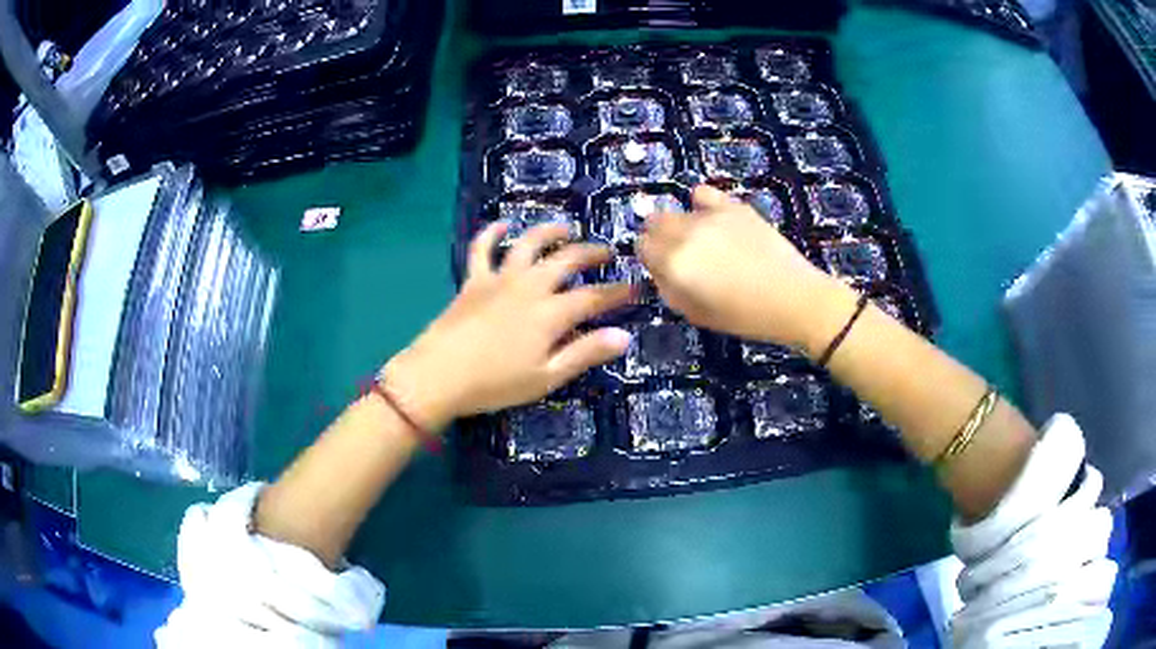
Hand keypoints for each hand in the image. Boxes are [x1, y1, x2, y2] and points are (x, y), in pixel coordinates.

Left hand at [382, 222, 632, 430]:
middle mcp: (530, 286)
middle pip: (567, 259)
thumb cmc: (495, 383)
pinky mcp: (473, 280)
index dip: (618, 291)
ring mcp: (499, 278)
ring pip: (529, 243)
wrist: (439, 375)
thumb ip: (585, 353)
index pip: (594, 296)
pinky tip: (503, 224)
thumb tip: (624, 337)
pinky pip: (482, 248)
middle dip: (592, 253)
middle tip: (608, 253)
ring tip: (566, 228)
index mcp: (551, 313)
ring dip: (550, 231)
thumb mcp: (546, 377)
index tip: (636, 286)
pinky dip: (492, 233)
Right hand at [638, 185, 856, 354]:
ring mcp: (710, 216)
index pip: (641, 247)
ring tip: (701, 241)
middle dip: (659, 237)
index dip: (649, 258)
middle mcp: (686, 233)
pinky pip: (703, 193)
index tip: (663, 269)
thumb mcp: (696, 314)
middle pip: (654, 222)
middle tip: (680, 256)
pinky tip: (713, 220)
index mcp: (674, 263)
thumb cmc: (745, 316)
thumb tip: (660, 271)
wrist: (794, 299)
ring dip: (680, 224)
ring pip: (676, 209)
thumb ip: (669, 290)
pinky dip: (702, 204)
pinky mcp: (733, 206)